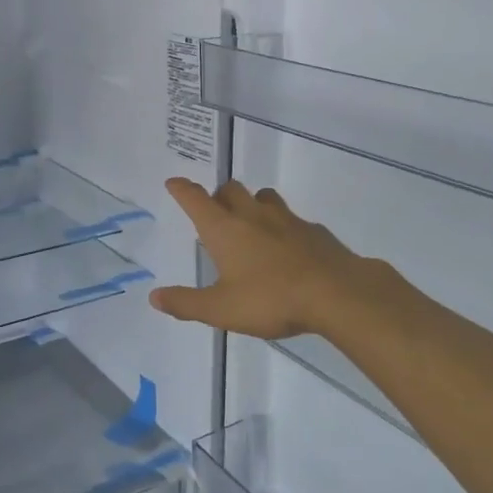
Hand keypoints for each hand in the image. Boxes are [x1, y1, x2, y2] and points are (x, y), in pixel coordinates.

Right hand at [149, 179, 400, 340]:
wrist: (337, 293)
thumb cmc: (271, 299)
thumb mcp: (221, 309)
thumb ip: (186, 303)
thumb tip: (154, 297)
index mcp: (225, 229)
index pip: (196, 199)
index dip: (182, 189)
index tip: (174, 182)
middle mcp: (252, 215)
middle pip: (230, 189)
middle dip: (217, 195)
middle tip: (214, 210)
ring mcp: (286, 219)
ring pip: (263, 197)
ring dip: (251, 202)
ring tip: (249, 222)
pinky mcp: (313, 231)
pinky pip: (291, 219)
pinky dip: (281, 225)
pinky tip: (286, 246)